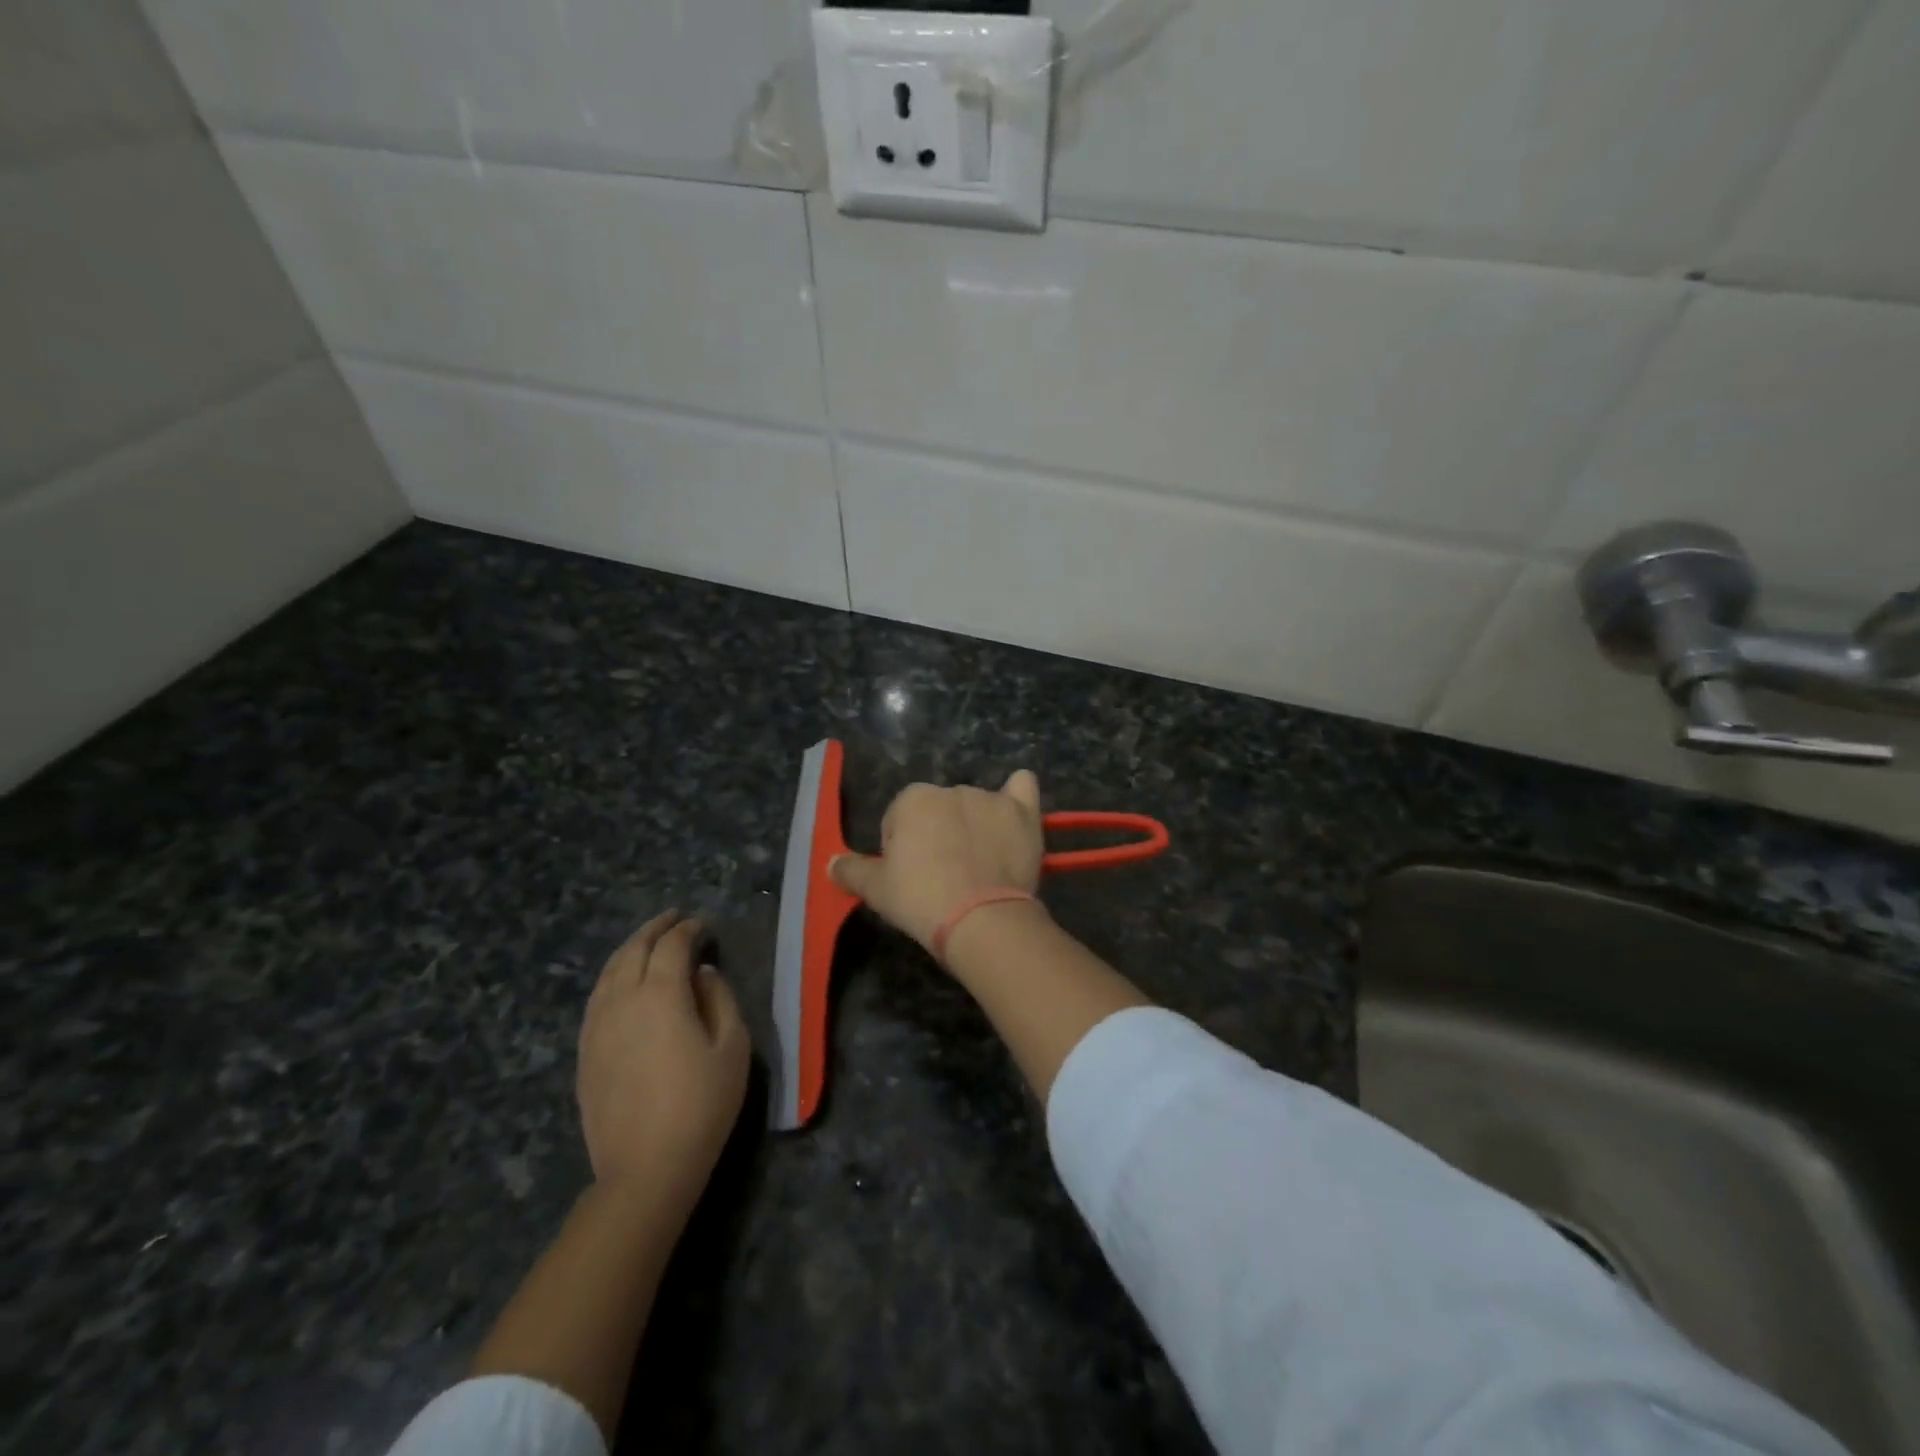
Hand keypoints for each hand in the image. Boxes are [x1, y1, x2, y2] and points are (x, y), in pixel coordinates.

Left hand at [576, 911, 748, 1202]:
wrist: (645, 1168)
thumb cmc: (702, 1104)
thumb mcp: (733, 1047)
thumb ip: (719, 999)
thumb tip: (702, 973)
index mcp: (662, 994)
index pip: (673, 945)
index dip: (689, 929)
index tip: (704, 925)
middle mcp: (623, 1000)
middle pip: (634, 949)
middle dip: (655, 928)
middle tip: (674, 918)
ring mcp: (597, 1026)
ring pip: (609, 971)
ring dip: (630, 948)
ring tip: (648, 941)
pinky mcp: (585, 1051)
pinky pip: (597, 997)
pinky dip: (613, 976)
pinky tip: (623, 982)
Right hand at [830, 769, 1044, 955]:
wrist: (981, 919)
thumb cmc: (921, 900)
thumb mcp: (876, 890)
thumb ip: (851, 871)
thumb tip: (830, 864)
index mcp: (913, 800)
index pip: (900, 819)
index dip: (903, 849)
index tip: (912, 878)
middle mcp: (952, 789)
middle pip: (939, 811)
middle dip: (939, 836)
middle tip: (943, 877)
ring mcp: (991, 798)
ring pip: (977, 807)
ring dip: (975, 827)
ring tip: (980, 868)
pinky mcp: (1024, 812)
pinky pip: (1023, 787)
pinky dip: (1018, 795)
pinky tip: (1015, 812)